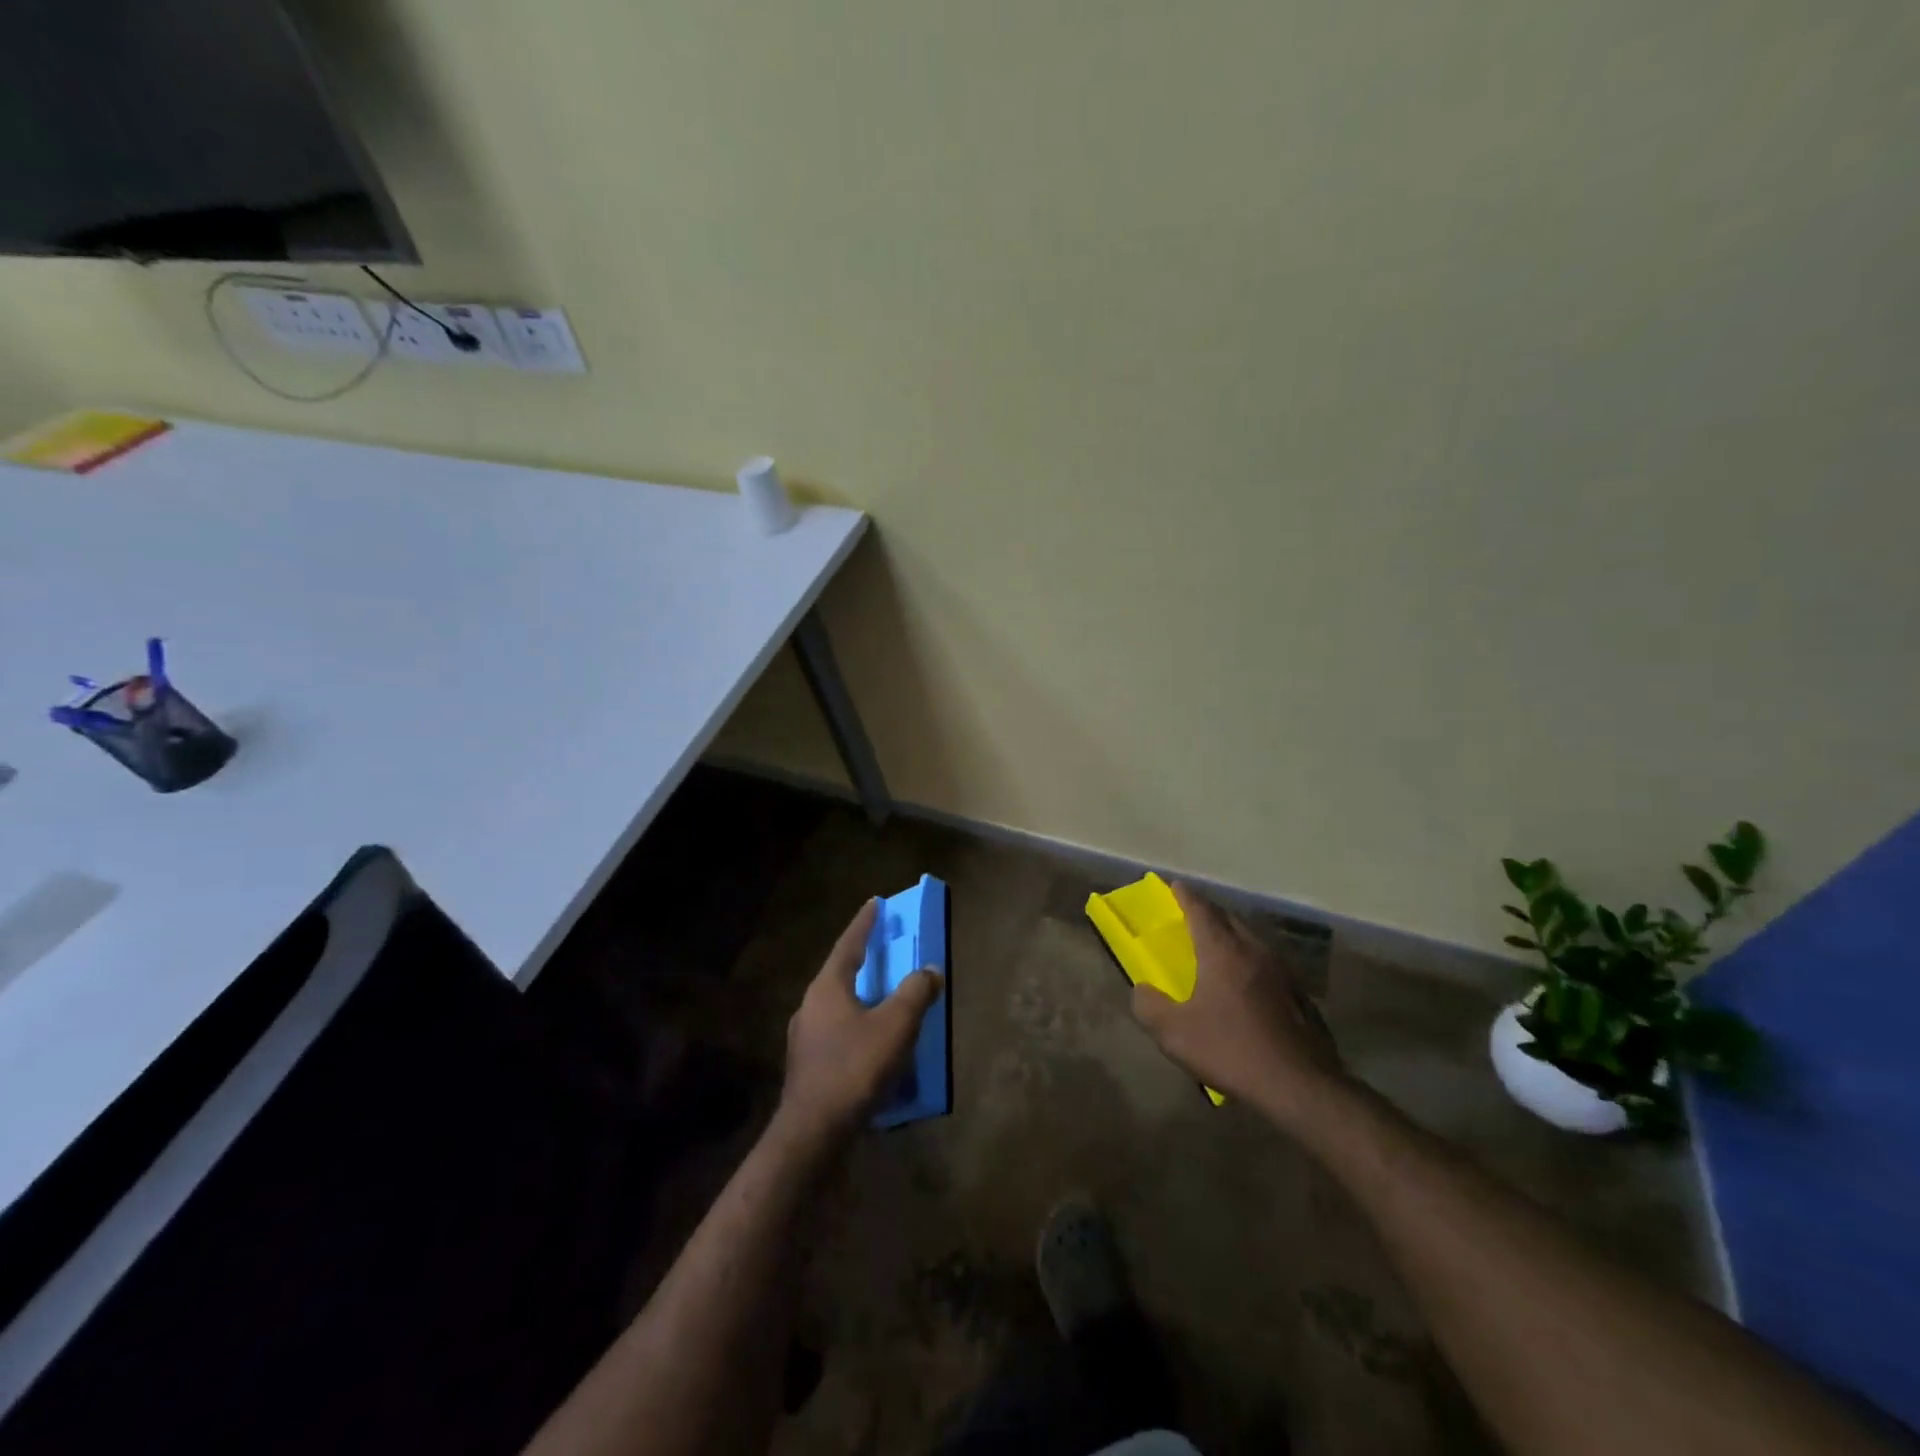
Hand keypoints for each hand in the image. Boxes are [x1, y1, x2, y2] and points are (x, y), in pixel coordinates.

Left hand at [776, 899, 942, 1150]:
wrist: (813, 1132)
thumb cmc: (854, 1067)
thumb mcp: (896, 1025)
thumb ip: (916, 992)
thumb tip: (930, 969)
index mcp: (828, 987)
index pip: (849, 944)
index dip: (864, 923)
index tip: (875, 903)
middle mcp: (811, 1005)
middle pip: (840, 973)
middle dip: (863, 960)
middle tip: (883, 949)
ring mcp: (805, 1037)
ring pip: (838, 1005)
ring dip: (861, 997)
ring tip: (883, 998)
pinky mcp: (808, 1065)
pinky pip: (837, 1033)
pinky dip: (858, 1027)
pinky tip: (873, 1045)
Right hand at [1131, 882, 1347, 1131]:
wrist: (1300, 1085)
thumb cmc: (1231, 1049)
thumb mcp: (1174, 1032)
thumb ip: (1149, 1006)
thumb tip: (1141, 990)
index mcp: (1222, 950)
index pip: (1200, 909)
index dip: (1184, 895)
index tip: (1174, 885)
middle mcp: (1254, 950)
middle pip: (1229, 919)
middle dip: (1209, 913)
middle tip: (1192, 916)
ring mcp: (1282, 971)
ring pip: (1252, 940)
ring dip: (1232, 937)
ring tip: (1217, 947)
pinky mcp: (1300, 995)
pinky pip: (1268, 965)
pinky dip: (1251, 963)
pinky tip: (1247, 986)